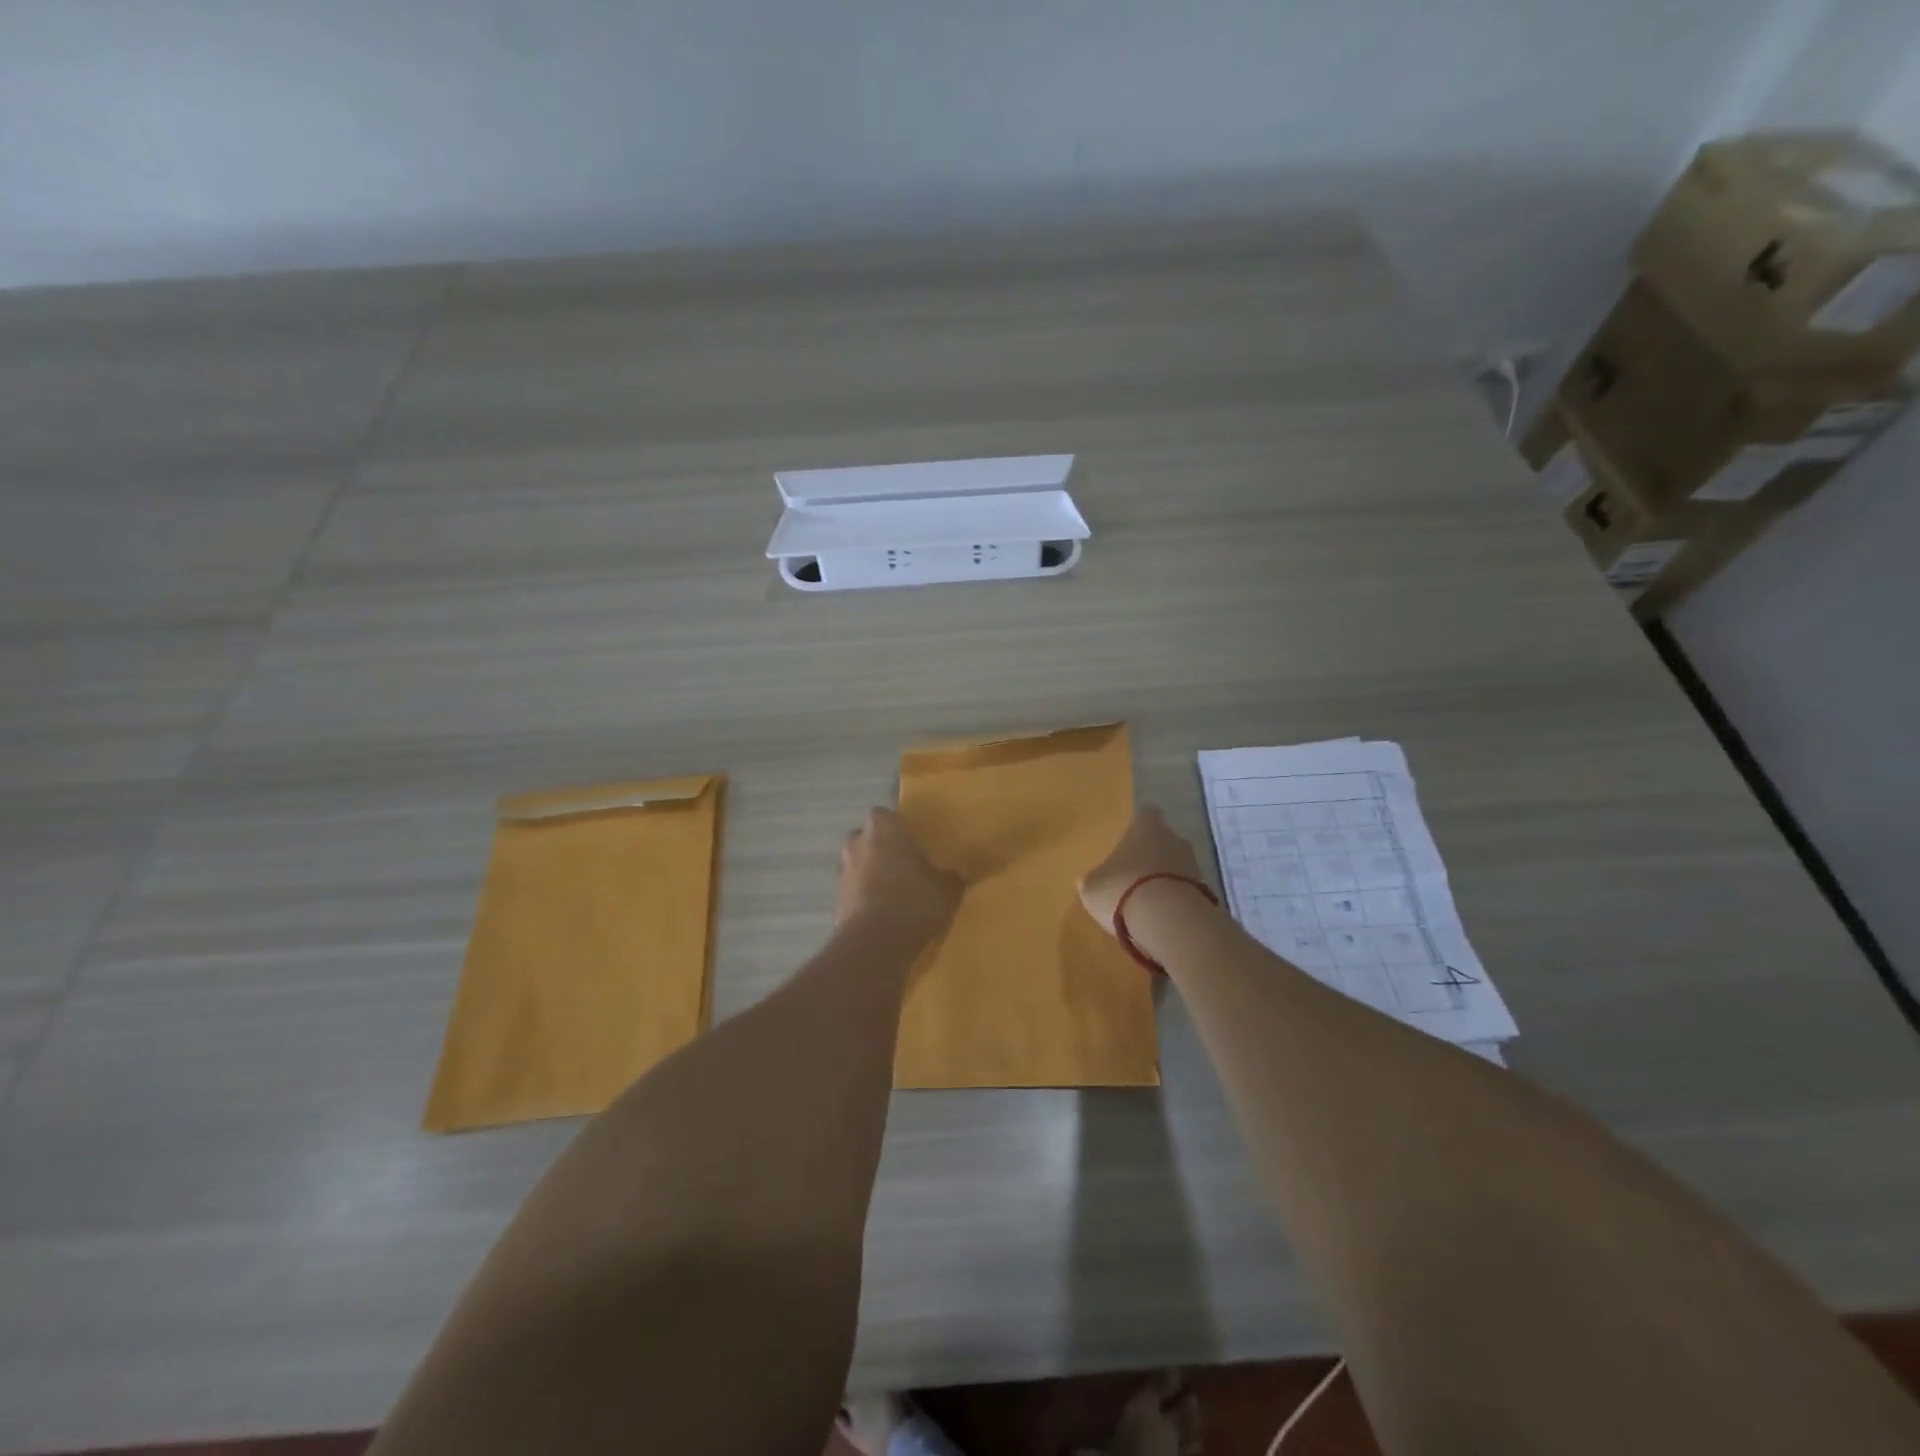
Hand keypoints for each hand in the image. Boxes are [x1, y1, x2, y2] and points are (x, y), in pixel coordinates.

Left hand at [837, 807, 962, 936]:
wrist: (876, 940)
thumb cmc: (915, 899)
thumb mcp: (947, 889)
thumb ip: (950, 877)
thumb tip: (956, 874)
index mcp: (884, 828)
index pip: (885, 815)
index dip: (896, 827)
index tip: (910, 841)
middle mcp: (858, 843)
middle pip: (866, 838)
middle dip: (879, 849)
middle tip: (902, 865)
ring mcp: (843, 871)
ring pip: (857, 865)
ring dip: (869, 874)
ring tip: (892, 894)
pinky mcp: (835, 900)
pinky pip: (853, 892)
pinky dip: (863, 898)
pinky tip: (882, 915)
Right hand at [1079, 806, 1208, 936]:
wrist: (1169, 921)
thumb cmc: (1123, 890)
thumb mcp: (1093, 887)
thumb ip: (1093, 880)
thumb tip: (1088, 880)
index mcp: (1146, 827)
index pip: (1145, 814)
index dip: (1137, 825)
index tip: (1127, 838)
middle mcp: (1174, 838)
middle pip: (1164, 840)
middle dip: (1152, 855)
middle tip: (1133, 873)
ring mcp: (1194, 865)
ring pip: (1177, 866)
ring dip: (1165, 879)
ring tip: (1146, 901)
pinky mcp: (1206, 893)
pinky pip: (1186, 891)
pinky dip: (1175, 901)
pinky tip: (1161, 918)